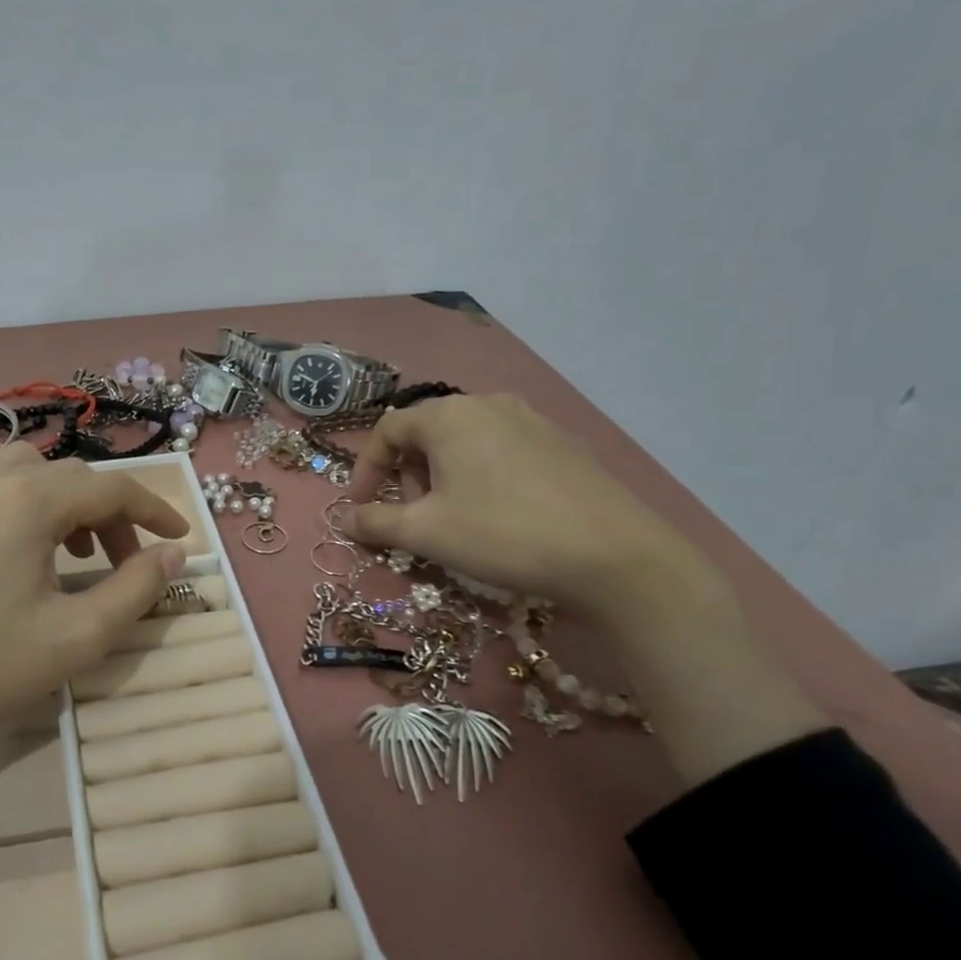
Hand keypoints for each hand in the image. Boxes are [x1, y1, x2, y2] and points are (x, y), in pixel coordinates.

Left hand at [0, 444, 188, 779]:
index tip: (182, 537)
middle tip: (127, 563)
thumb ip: (136, 590)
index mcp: (28, 501)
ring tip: (77, 555)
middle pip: (72, 478)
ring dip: (68, 505)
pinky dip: (29, 509)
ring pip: (31, 476)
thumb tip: (173, 554)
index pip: (112, 488)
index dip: (155, 509)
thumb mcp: (77, 637)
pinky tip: (25, 558)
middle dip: (113, 514)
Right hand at [346, 392, 723, 627]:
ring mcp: (532, 420)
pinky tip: (498, 513)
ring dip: (443, 475)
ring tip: (453, 517)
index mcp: (450, 415)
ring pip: (466, 440)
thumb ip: (375, 522)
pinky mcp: (563, 443)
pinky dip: (481, 475)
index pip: (388, 429)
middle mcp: (489, 404)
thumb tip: (345, 518)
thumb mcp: (426, 532)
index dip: (367, 470)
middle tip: (412, 516)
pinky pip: (502, 450)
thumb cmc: (502, 534)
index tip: (364, 508)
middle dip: (408, 474)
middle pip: (427, 431)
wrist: (615, 555)